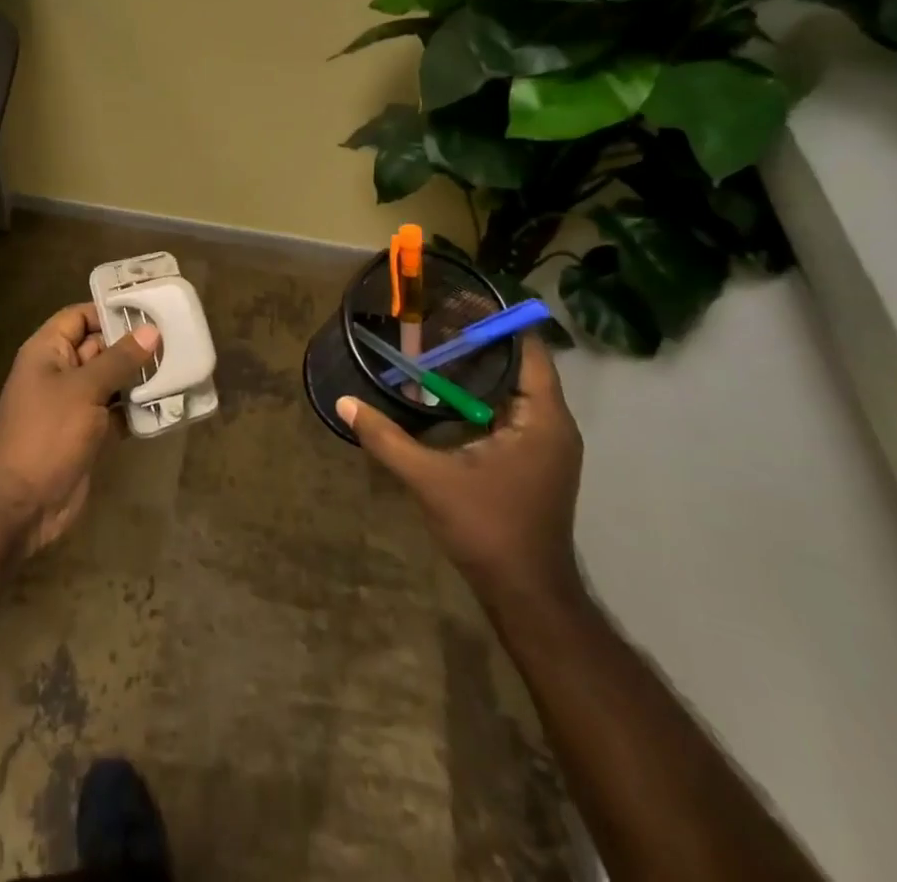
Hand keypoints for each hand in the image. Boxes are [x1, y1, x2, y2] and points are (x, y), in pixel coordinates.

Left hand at [0, 303, 160, 554]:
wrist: (22, 506)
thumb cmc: (47, 434)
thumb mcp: (84, 390)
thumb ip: (119, 359)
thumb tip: (151, 330)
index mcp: (47, 352)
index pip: (79, 317)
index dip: (109, 311)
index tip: (149, 310)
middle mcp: (59, 372)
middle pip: (99, 347)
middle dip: (133, 345)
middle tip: (175, 339)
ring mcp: (73, 405)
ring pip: (111, 381)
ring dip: (139, 378)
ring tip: (179, 367)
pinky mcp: (87, 434)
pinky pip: (115, 412)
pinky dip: (136, 409)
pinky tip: (168, 404)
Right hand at [338, 335, 583, 615]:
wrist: (526, 595)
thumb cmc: (488, 529)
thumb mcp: (430, 479)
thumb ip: (386, 438)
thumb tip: (344, 402)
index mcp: (541, 419)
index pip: (528, 350)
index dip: (497, 322)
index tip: (458, 301)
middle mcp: (552, 425)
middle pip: (520, 364)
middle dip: (480, 341)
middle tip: (434, 319)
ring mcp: (546, 445)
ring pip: (515, 389)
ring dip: (480, 369)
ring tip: (434, 345)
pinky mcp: (534, 460)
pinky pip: (511, 410)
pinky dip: (482, 395)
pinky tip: (445, 393)